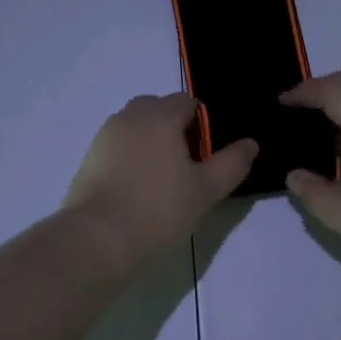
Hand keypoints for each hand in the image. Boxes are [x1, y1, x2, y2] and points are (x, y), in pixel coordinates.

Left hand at [62, 92, 257, 267]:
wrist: (98, 237)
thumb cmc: (158, 209)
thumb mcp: (206, 190)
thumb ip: (232, 163)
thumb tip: (251, 143)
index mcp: (160, 116)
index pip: (187, 102)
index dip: (202, 123)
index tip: (206, 155)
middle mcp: (130, 116)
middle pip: (158, 109)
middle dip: (174, 127)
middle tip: (186, 164)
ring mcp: (105, 135)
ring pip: (136, 126)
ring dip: (151, 140)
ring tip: (161, 178)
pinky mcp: (89, 157)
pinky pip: (118, 145)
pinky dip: (130, 156)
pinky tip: (137, 187)